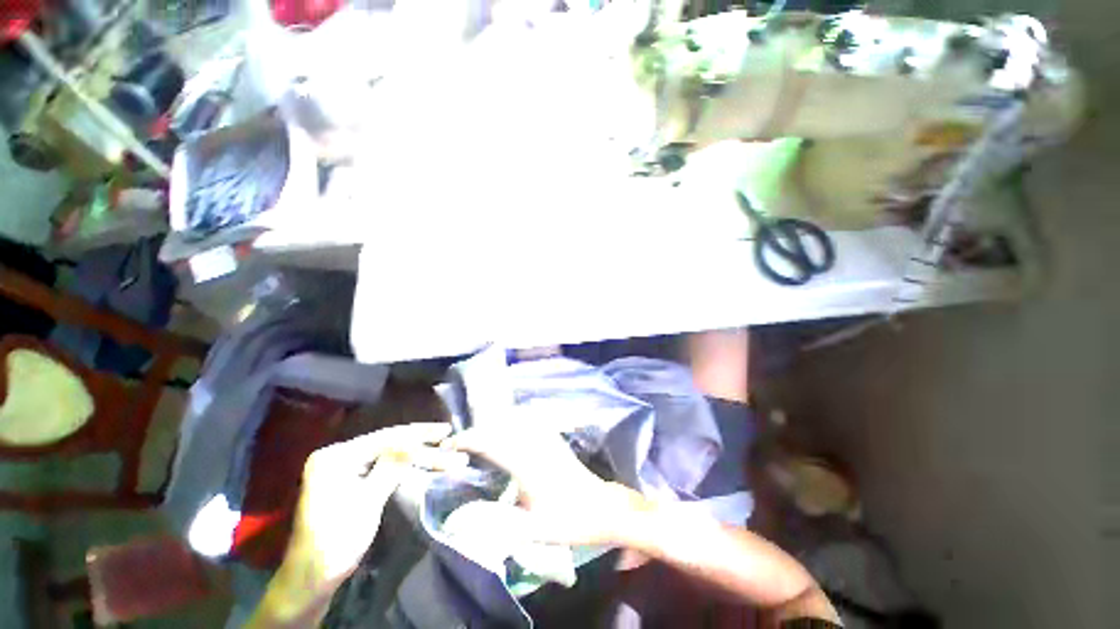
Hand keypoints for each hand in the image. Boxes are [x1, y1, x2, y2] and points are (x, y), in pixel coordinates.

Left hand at [289, 423, 466, 582]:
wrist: (311, 579)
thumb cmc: (336, 541)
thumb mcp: (368, 503)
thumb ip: (391, 467)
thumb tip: (415, 439)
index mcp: (336, 456)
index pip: (386, 437)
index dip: (419, 433)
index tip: (446, 429)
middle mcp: (338, 455)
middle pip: (388, 443)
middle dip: (421, 442)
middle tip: (448, 435)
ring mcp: (342, 468)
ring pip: (387, 454)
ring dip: (416, 455)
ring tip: (442, 450)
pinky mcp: (348, 480)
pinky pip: (381, 466)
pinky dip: (403, 465)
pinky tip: (422, 460)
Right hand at [444, 425, 644, 545]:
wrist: (603, 507)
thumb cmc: (571, 521)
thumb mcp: (535, 530)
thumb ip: (500, 524)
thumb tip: (465, 519)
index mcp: (528, 464)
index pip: (492, 442)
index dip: (469, 440)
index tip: (450, 445)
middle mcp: (536, 445)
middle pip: (501, 426)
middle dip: (478, 431)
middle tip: (460, 445)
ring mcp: (548, 439)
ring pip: (515, 421)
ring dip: (494, 425)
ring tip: (479, 439)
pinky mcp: (555, 440)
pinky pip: (529, 422)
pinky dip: (513, 422)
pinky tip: (508, 430)